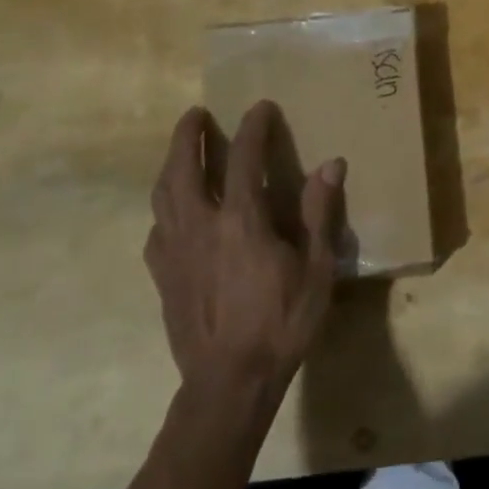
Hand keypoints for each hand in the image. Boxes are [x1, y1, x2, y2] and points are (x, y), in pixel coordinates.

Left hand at [145, 101, 347, 406]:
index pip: (242, 159)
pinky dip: (164, 209)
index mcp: (241, 221)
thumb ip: (320, 213)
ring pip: (162, 194)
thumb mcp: (316, 269)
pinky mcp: (162, 275)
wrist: (230, 382)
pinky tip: (172, 213)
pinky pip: (156, 229)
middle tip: (196, 113)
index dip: (252, 128)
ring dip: (171, 164)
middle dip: (189, 135)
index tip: (260, 107)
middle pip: (184, 168)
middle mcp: (200, 226)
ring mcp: (174, 251)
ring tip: (180, 149)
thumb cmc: (281, 323)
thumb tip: (331, 164)